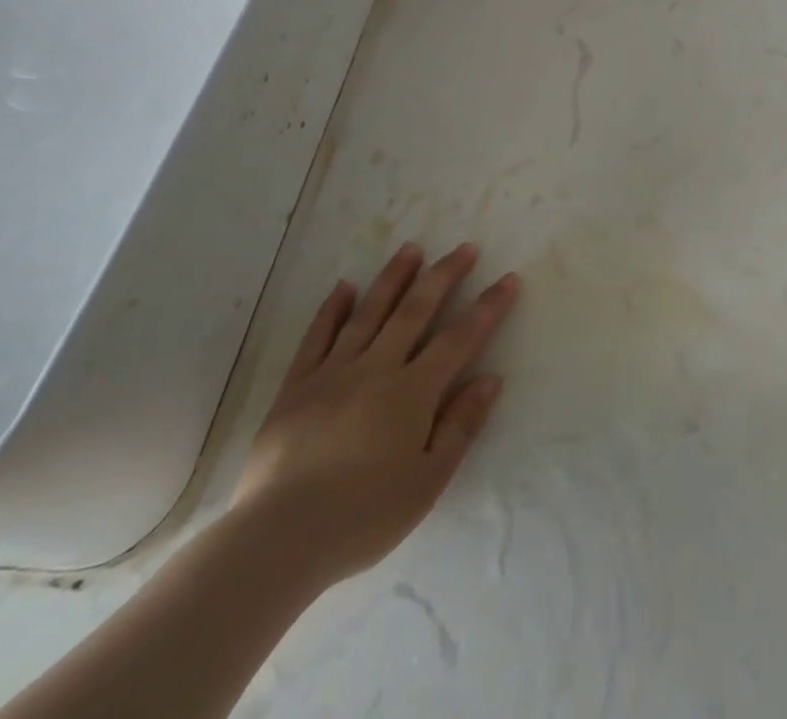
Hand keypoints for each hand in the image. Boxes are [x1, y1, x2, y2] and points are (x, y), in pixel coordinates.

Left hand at [231, 242, 519, 591]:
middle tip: (465, 247)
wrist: (277, 539)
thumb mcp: (426, 483)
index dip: (487, 307)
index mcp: (412, 393)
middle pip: (416, 310)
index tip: (508, 279)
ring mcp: (332, 372)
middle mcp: (375, 368)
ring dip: (393, 277)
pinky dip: (332, 309)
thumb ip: (460, 426)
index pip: (459, 338)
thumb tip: (490, 378)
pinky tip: (345, 287)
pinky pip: (318, 336)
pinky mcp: (296, 385)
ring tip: (411, 248)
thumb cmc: (362, 517)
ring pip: (369, 312)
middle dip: (444, 275)